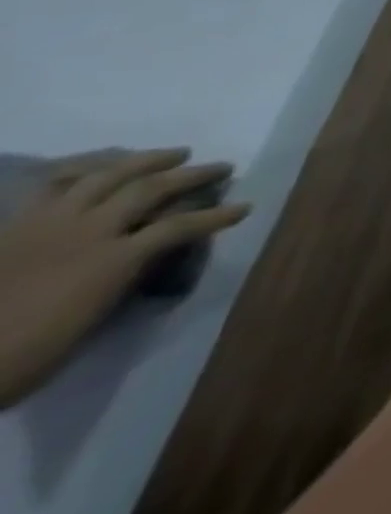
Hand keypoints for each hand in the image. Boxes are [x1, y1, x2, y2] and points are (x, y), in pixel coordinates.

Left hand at [0, 149, 247, 406]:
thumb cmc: (21, 360)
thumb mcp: (84, 327)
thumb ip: (118, 284)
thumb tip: (143, 260)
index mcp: (110, 261)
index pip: (179, 226)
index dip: (216, 215)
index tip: (244, 207)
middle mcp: (87, 231)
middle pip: (149, 188)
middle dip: (192, 175)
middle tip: (219, 168)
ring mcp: (46, 224)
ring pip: (106, 175)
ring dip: (146, 160)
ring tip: (172, 154)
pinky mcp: (15, 226)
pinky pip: (55, 185)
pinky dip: (86, 169)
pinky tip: (100, 166)